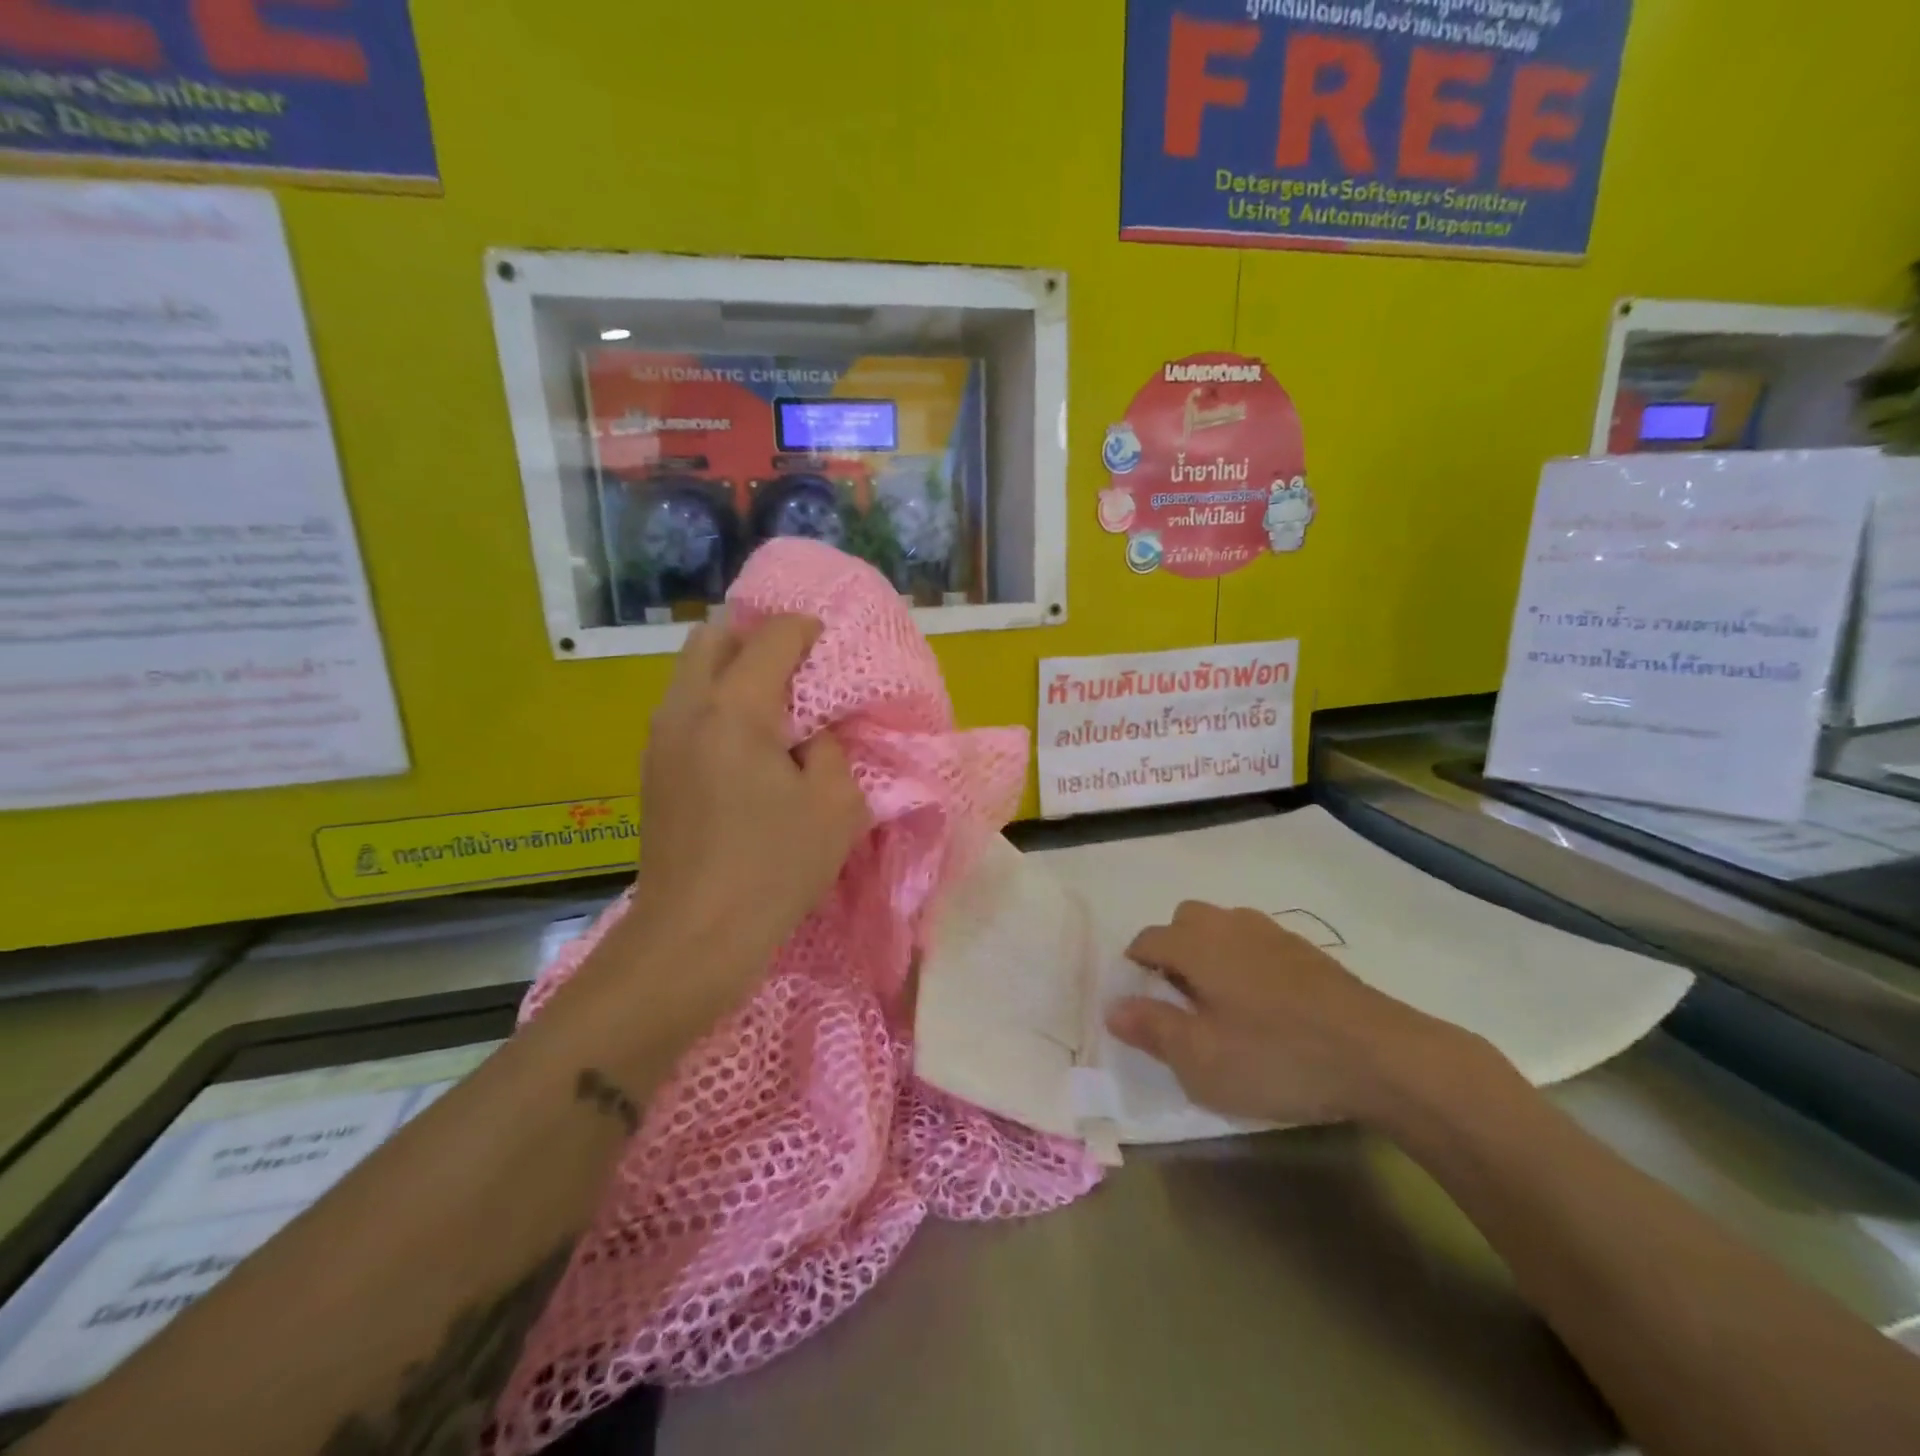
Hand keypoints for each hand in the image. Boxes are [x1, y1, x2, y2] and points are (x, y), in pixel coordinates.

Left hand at [622, 614, 867, 1014]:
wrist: (695, 936)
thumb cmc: (774, 868)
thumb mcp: (835, 805)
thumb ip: (831, 749)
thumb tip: (812, 733)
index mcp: (734, 709)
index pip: (771, 638)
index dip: (806, 630)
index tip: (829, 644)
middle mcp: (686, 709)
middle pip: (713, 637)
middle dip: (756, 638)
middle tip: (795, 666)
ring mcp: (660, 739)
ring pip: (691, 672)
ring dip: (731, 670)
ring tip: (772, 704)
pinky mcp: (652, 769)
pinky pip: (684, 708)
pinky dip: (715, 703)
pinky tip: (745, 744)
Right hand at [1106, 901, 1490, 1126]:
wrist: (1380, 1055)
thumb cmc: (1277, 1058)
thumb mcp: (1201, 1060)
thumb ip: (1152, 1029)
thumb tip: (1113, 1008)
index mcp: (1197, 944)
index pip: (1148, 940)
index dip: (1135, 967)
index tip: (1141, 1002)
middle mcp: (1229, 925)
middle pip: (1184, 920)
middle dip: (1172, 950)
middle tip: (1180, 999)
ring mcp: (1272, 933)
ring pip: (1223, 926)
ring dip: (1210, 951)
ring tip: (1221, 1000)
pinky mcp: (1307, 950)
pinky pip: (1257, 941)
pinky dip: (1245, 960)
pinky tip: (1265, 1003)